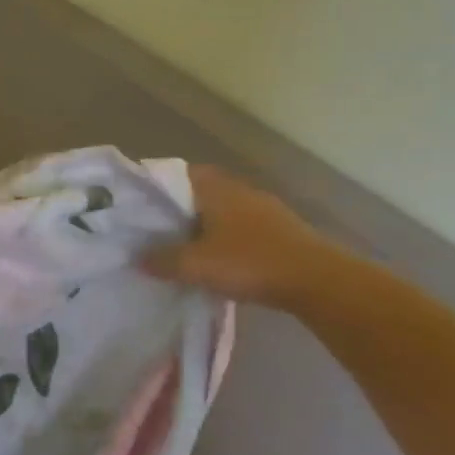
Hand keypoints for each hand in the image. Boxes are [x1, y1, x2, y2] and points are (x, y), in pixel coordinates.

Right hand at [144, 165, 345, 307]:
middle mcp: (240, 190)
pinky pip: (242, 229)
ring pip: (223, 211)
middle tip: (156, 231)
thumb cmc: (250, 262)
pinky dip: (226, 240)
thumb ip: (163, 260)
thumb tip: (138, 258)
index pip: (179, 173)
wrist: (317, 280)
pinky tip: (219, 262)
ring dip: (205, 226)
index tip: (140, 205)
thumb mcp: (196, 265)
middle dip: (180, 210)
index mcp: (216, 188)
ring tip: (184, 249)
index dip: (158, 186)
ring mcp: (265, 209)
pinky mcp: (281, 230)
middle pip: (200, 192)